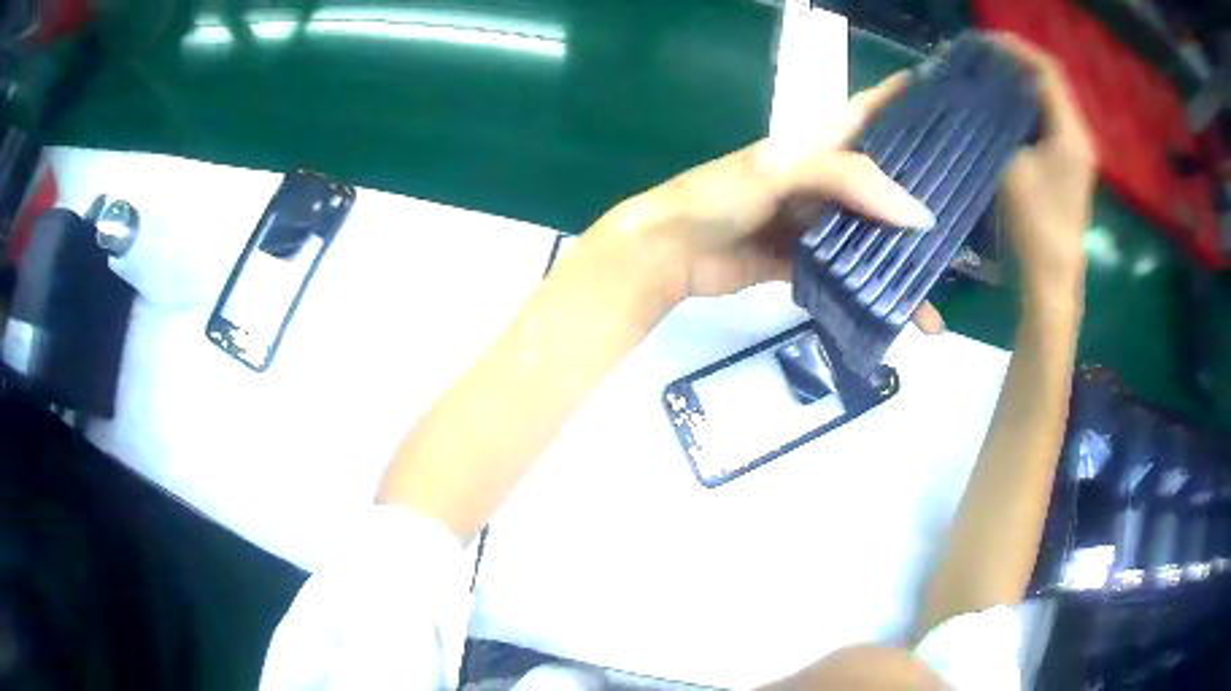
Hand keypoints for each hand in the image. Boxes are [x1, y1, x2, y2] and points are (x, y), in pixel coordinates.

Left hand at [601, 72, 944, 332]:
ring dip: (901, 269)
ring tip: (933, 306)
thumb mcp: (782, 171)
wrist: (669, 252)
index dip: (904, 103)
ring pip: (870, 239)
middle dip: (922, 202)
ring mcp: (815, 221)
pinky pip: (847, 276)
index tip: (949, 104)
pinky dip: (871, 297)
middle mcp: (823, 178)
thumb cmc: (720, 195)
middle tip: (967, 226)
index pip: (869, 112)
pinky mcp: (804, 260)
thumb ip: (849, 181)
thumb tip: (920, 216)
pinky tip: (898, 319)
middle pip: (883, 184)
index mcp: (816, 142)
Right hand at [995, 34, 1095, 309]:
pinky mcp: (1068, 165)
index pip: (1048, 72)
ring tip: (990, 73)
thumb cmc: (1033, 226)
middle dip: (1018, 62)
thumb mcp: (1010, 166)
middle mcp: (1080, 136)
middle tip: (984, 54)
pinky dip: (1026, 105)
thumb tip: (986, 96)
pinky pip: (1048, 120)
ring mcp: (1076, 152)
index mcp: (1070, 133)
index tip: (986, 40)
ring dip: (1021, 83)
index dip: (1017, 49)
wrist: (1052, 279)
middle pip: (1051, 82)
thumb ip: (1003, 124)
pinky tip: (1004, 105)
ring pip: (1049, 100)